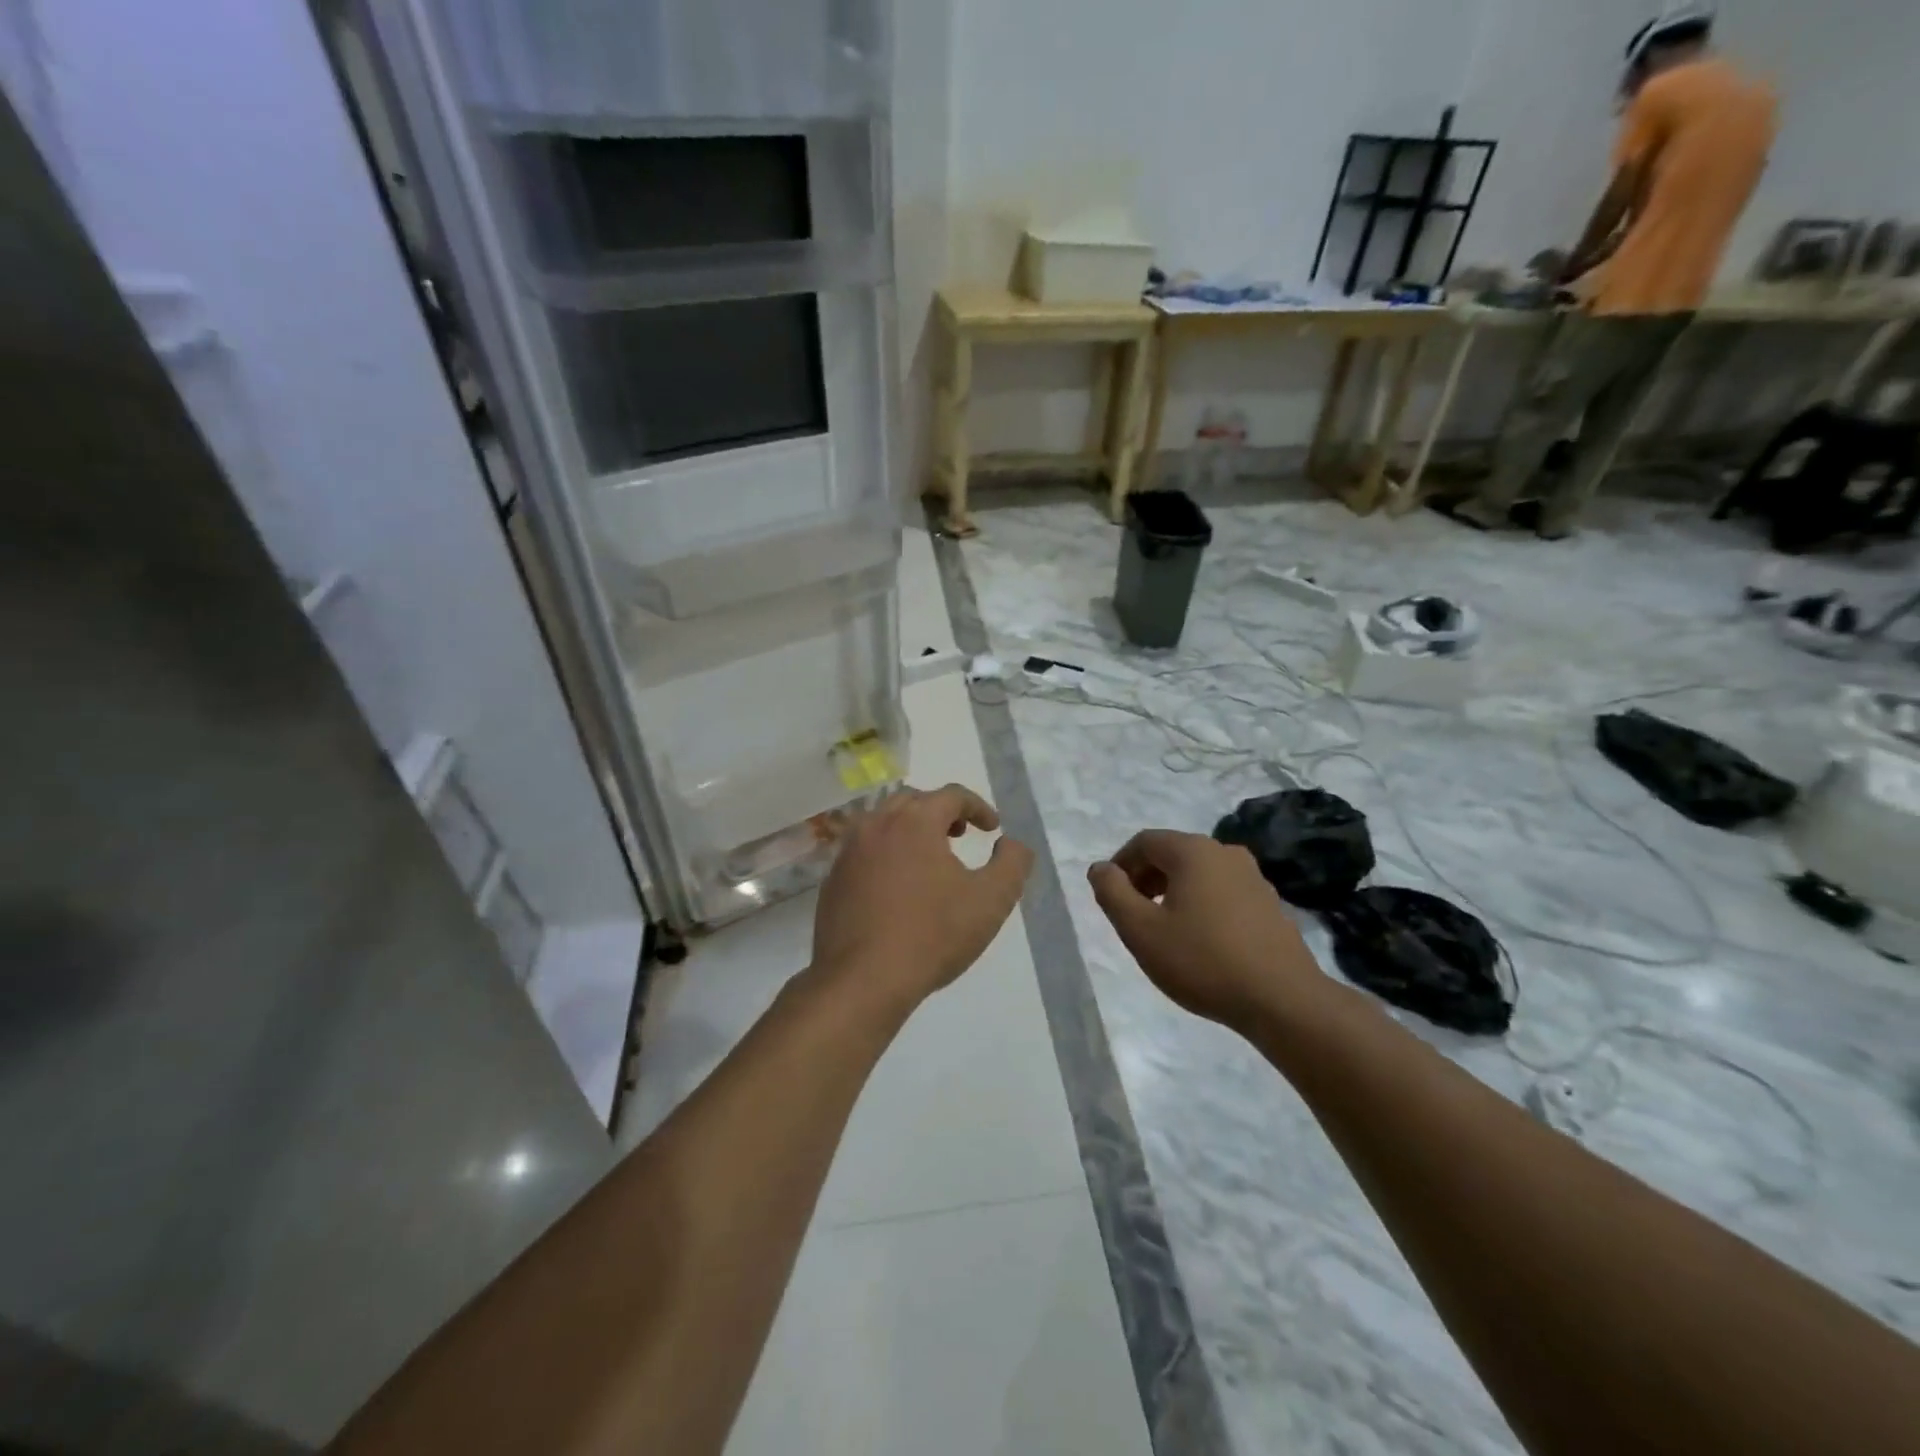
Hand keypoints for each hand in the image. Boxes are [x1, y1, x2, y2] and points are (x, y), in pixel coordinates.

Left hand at [810, 784, 1033, 1017]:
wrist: (863, 980)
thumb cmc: (932, 935)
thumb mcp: (991, 900)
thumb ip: (1012, 863)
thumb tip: (1012, 843)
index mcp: (914, 821)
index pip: (951, 795)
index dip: (978, 806)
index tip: (993, 828)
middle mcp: (876, 825)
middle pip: (913, 801)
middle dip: (941, 812)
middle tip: (960, 835)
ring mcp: (848, 852)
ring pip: (883, 823)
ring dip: (910, 830)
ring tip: (930, 859)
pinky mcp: (833, 880)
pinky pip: (864, 851)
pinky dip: (886, 854)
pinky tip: (897, 887)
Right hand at [1088, 830, 1330, 1032]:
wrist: (1282, 1000)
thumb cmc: (1202, 960)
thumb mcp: (1140, 930)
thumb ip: (1112, 893)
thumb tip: (1100, 868)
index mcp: (1193, 851)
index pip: (1144, 842)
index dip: (1120, 865)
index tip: (1110, 897)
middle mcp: (1225, 853)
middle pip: (1173, 854)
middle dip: (1145, 878)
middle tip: (1132, 914)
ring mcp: (1253, 877)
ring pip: (1199, 873)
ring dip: (1173, 892)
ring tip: (1163, 929)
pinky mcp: (1270, 903)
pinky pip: (1222, 891)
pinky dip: (1201, 904)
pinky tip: (1200, 940)